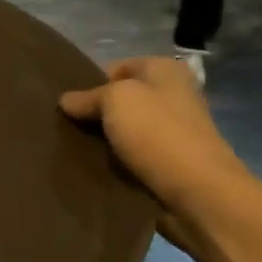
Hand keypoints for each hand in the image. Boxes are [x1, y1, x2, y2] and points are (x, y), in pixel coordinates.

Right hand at [60, 58, 252, 250]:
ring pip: (123, 130)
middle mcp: (172, 96)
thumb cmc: (158, 133)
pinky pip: (131, 156)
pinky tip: (94, 168)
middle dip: (94, 113)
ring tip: (73, 149)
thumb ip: (88, 96)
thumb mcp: (116, 100)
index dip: (90, 84)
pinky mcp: (169, 162)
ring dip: (102, 140)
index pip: (116, 68)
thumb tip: (66, 101)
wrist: (198, 193)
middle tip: (64, 127)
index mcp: (166, 70)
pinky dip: (114, 162)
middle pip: (119, 100)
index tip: (68, 104)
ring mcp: (173, 131)